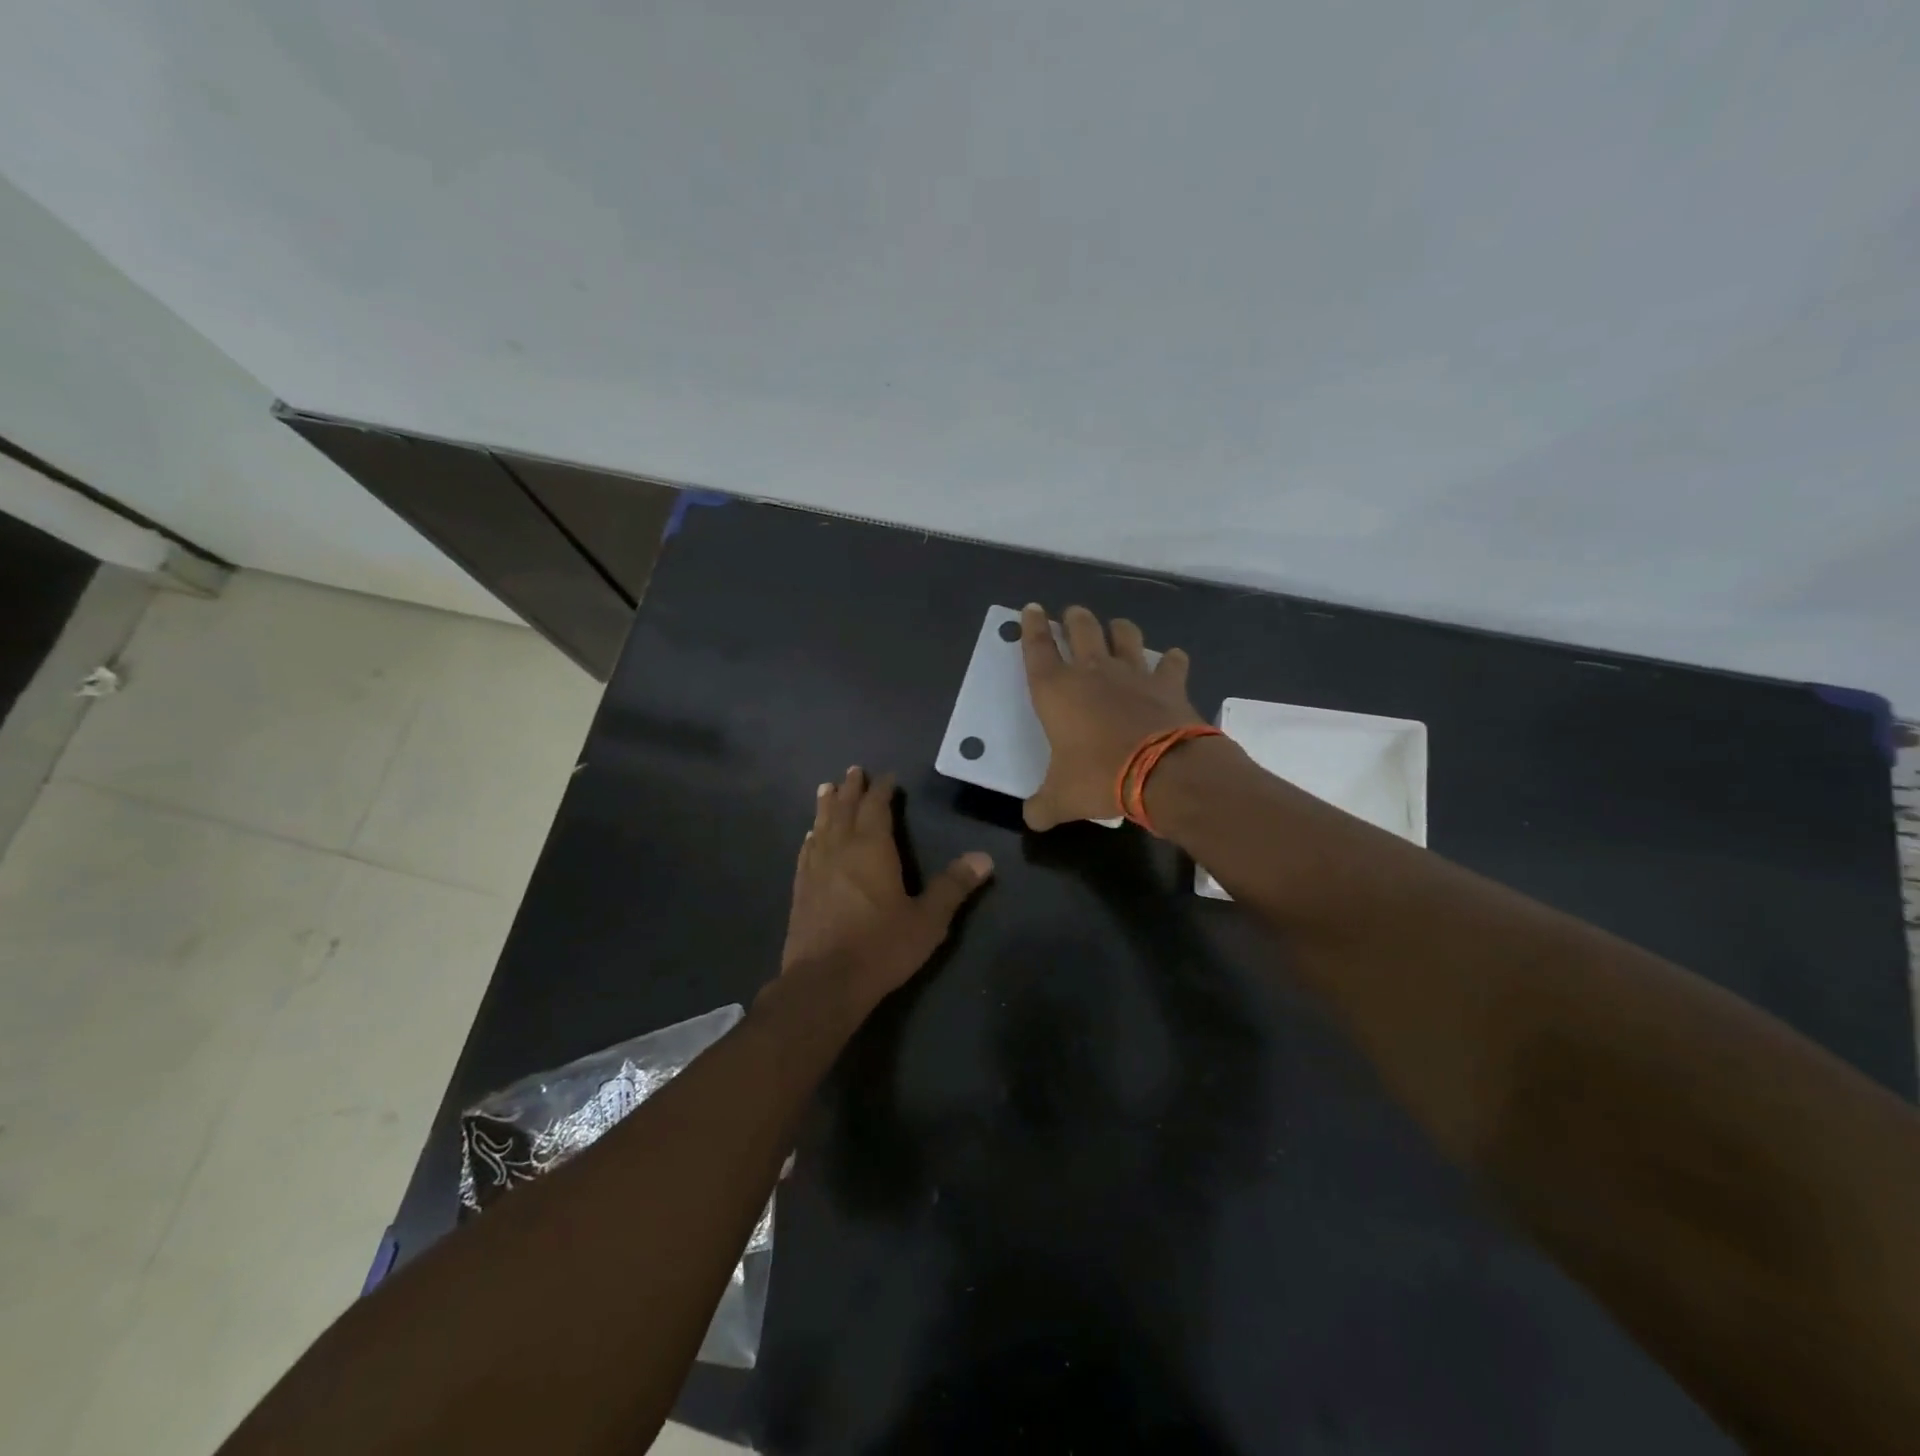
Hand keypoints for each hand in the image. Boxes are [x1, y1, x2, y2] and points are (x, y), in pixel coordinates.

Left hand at [781, 767, 993, 1008]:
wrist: (824, 982)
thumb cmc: (880, 947)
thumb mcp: (927, 920)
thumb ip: (953, 887)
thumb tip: (984, 857)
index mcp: (872, 848)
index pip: (876, 807)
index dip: (882, 790)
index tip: (888, 777)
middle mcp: (840, 849)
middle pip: (845, 809)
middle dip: (852, 789)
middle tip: (854, 771)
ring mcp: (816, 868)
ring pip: (822, 825)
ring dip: (827, 805)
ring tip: (827, 788)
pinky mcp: (801, 889)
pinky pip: (807, 850)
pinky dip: (812, 836)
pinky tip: (811, 836)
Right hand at [1018, 603, 1201, 830]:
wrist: (1163, 772)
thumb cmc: (1099, 777)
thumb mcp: (1061, 799)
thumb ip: (1042, 806)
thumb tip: (1032, 818)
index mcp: (1056, 691)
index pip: (1036, 649)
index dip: (1031, 627)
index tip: (1031, 608)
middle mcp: (1092, 672)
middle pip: (1081, 629)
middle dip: (1073, 618)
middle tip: (1071, 614)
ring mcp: (1133, 674)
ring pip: (1124, 634)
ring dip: (1118, 628)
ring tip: (1116, 629)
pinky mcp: (1168, 684)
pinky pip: (1172, 662)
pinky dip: (1171, 660)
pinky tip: (1171, 661)